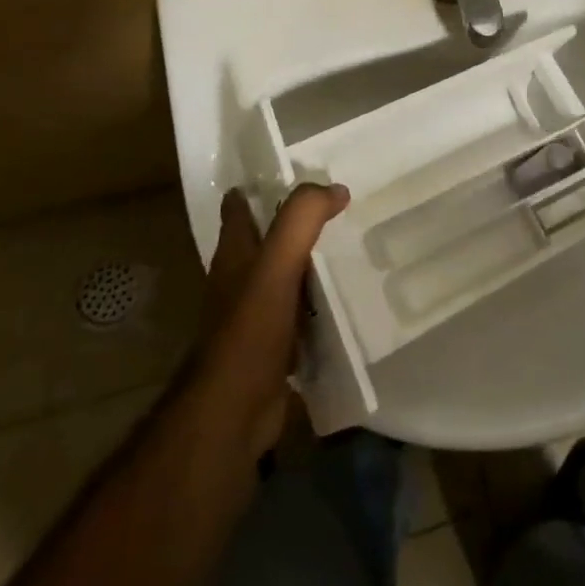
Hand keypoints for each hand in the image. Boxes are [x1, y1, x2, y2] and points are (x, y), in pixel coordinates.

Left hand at [194, 183, 349, 458]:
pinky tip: (346, 303)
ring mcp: (253, 315)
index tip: (298, 171)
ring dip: (310, 264)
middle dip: (295, 223)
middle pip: (266, 239)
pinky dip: (318, 305)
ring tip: (351, 250)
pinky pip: (299, 315)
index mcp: (234, 253)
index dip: (262, 184)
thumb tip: (335, 188)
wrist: (233, 413)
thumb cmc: (249, 330)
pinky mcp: (271, 347)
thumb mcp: (277, 263)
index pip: (239, 205)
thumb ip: (302, 219)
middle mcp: (239, 279)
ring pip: (285, 276)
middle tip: (339, 209)